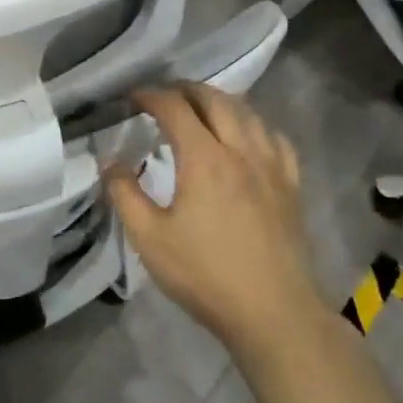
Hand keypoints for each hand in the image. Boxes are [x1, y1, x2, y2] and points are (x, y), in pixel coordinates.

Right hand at [102, 85, 322, 364]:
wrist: (273, 313)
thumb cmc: (204, 275)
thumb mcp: (149, 238)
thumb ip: (125, 194)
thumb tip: (111, 163)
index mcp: (205, 159)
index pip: (175, 108)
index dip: (151, 96)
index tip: (132, 98)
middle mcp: (242, 151)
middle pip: (216, 101)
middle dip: (186, 90)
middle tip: (164, 96)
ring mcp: (272, 168)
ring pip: (250, 114)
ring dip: (221, 102)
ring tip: (202, 109)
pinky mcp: (291, 187)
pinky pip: (276, 140)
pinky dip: (256, 126)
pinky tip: (248, 138)